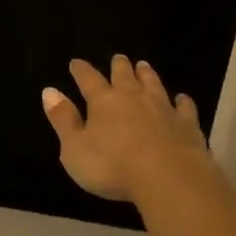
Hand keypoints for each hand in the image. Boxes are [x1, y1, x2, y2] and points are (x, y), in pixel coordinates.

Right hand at [41, 56, 210, 202]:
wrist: (168, 177)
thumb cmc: (112, 166)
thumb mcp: (74, 148)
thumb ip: (63, 119)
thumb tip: (49, 91)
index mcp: (103, 101)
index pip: (88, 79)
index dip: (81, 70)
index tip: (76, 63)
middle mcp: (133, 97)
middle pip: (124, 75)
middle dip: (119, 65)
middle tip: (118, 57)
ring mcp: (162, 107)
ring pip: (153, 84)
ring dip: (147, 74)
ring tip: (144, 65)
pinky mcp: (186, 123)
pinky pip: (184, 106)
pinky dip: (182, 101)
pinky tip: (182, 99)